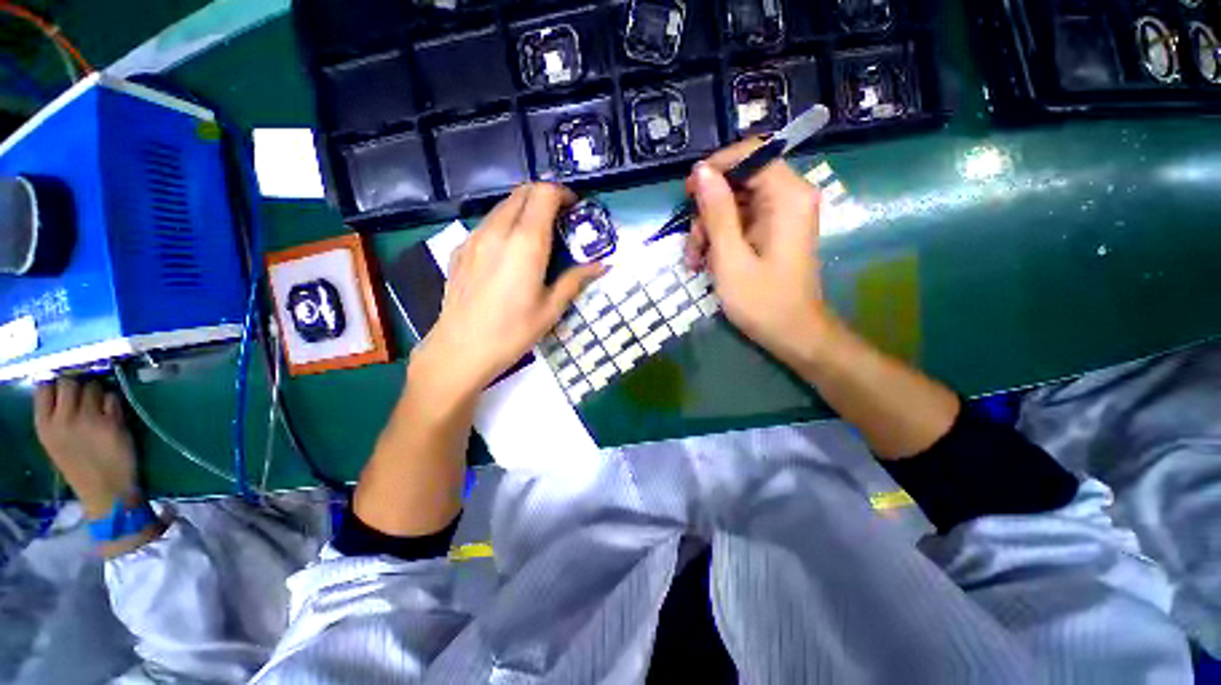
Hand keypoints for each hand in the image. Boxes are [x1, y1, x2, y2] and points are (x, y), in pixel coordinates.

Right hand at [34, 378, 139, 519]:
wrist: (104, 489)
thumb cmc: (80, 465)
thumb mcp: (55, 440)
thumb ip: (56, 415)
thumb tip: (63, 387)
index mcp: (44, 425)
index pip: (44, 387)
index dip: (56, 382)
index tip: (64, 387)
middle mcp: (63, 419)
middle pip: (69, 381)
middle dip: (79, 383)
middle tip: (85, 395)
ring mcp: (88, 419)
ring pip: (92, 386)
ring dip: (98, 391)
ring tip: (99, 407)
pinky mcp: (112, 422)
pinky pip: (112, 397)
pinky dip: (113, 401)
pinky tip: (112, 415)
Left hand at [413, 183, 604, 399]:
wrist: (461, 349)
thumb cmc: (513, 331)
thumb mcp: (551, 309)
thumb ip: (576, 280)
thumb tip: (602, 266)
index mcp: (525, 243)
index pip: (544, 193)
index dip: (562, 194)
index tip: (574, 209)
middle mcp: (497, 230)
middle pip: (522, 192)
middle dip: (545, 197)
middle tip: (560, 221)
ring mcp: (474, 237)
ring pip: (503, 206)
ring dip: (524, 210)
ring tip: (537, 237)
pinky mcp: (460, 249)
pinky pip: (487, 224)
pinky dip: (505, 224)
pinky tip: (510, 253)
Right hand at [684, 140, 827, 366]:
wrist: (792, 334)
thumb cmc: (762, 301)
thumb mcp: (730, 257)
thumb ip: (716, 212)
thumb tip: (701, 171)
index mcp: (788, 196)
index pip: (752, 153)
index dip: (716, 167)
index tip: (689, 193)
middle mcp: (789, 197)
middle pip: (738, 181)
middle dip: (707, 211)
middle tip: (692, 246)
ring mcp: (780, 215)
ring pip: (733, 204)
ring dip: (708, 230)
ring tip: (694, 262)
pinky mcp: (772, 232)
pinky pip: (739, 222)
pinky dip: (719, 239)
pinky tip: (705, 263)